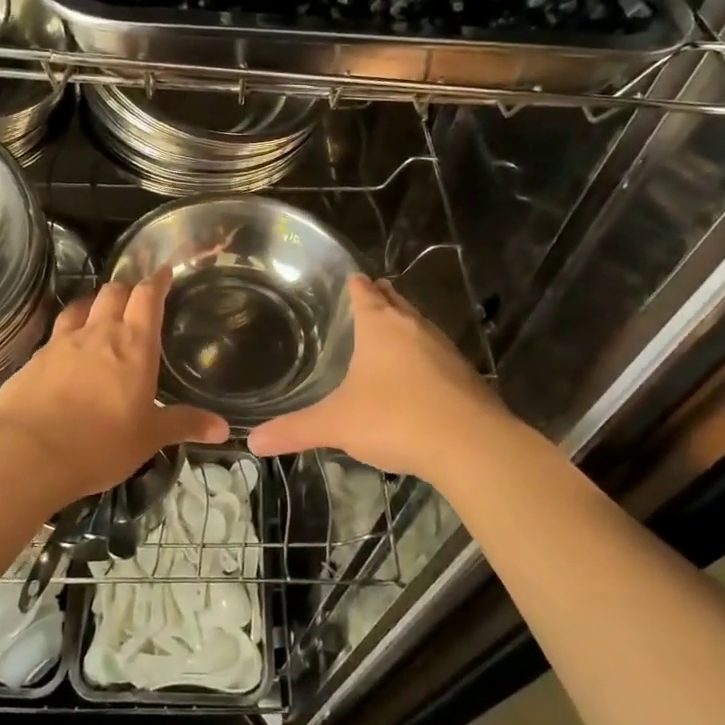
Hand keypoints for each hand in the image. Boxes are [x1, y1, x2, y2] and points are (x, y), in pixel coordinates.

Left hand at [0, 269, 228, 512]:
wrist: (25, 453)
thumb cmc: (99, 443)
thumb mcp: (148, 437)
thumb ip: (184, 425)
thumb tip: (223, 428)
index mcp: (134, 344)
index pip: (147, 297)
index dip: (157, 281)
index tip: (164, 273)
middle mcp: (98, 332)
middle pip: (113, 292)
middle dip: (127, 288)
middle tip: (136, 297)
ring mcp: (62, 342)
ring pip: (82, 306)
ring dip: (95, 303)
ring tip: (101, 312)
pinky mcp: (34, 358)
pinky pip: (57, 332)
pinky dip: (69, 330)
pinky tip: (68, 348)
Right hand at [248, 275, 509, 479]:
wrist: (470, 445)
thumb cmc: (394, 419)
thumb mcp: (336, 425)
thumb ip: (294, 430)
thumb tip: (253, 441)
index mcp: (381, 327)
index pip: (365, 293)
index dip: (355, 285)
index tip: (350, 278)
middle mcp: (414, 328)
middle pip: (396, 302)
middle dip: (382, 298)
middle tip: (369, 296)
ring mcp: (445, 350)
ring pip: (420, 327)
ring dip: (405, 326)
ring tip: (391, 332)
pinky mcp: (465, 376)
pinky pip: (438, 355)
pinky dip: (424, 357)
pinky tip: (418, 377)